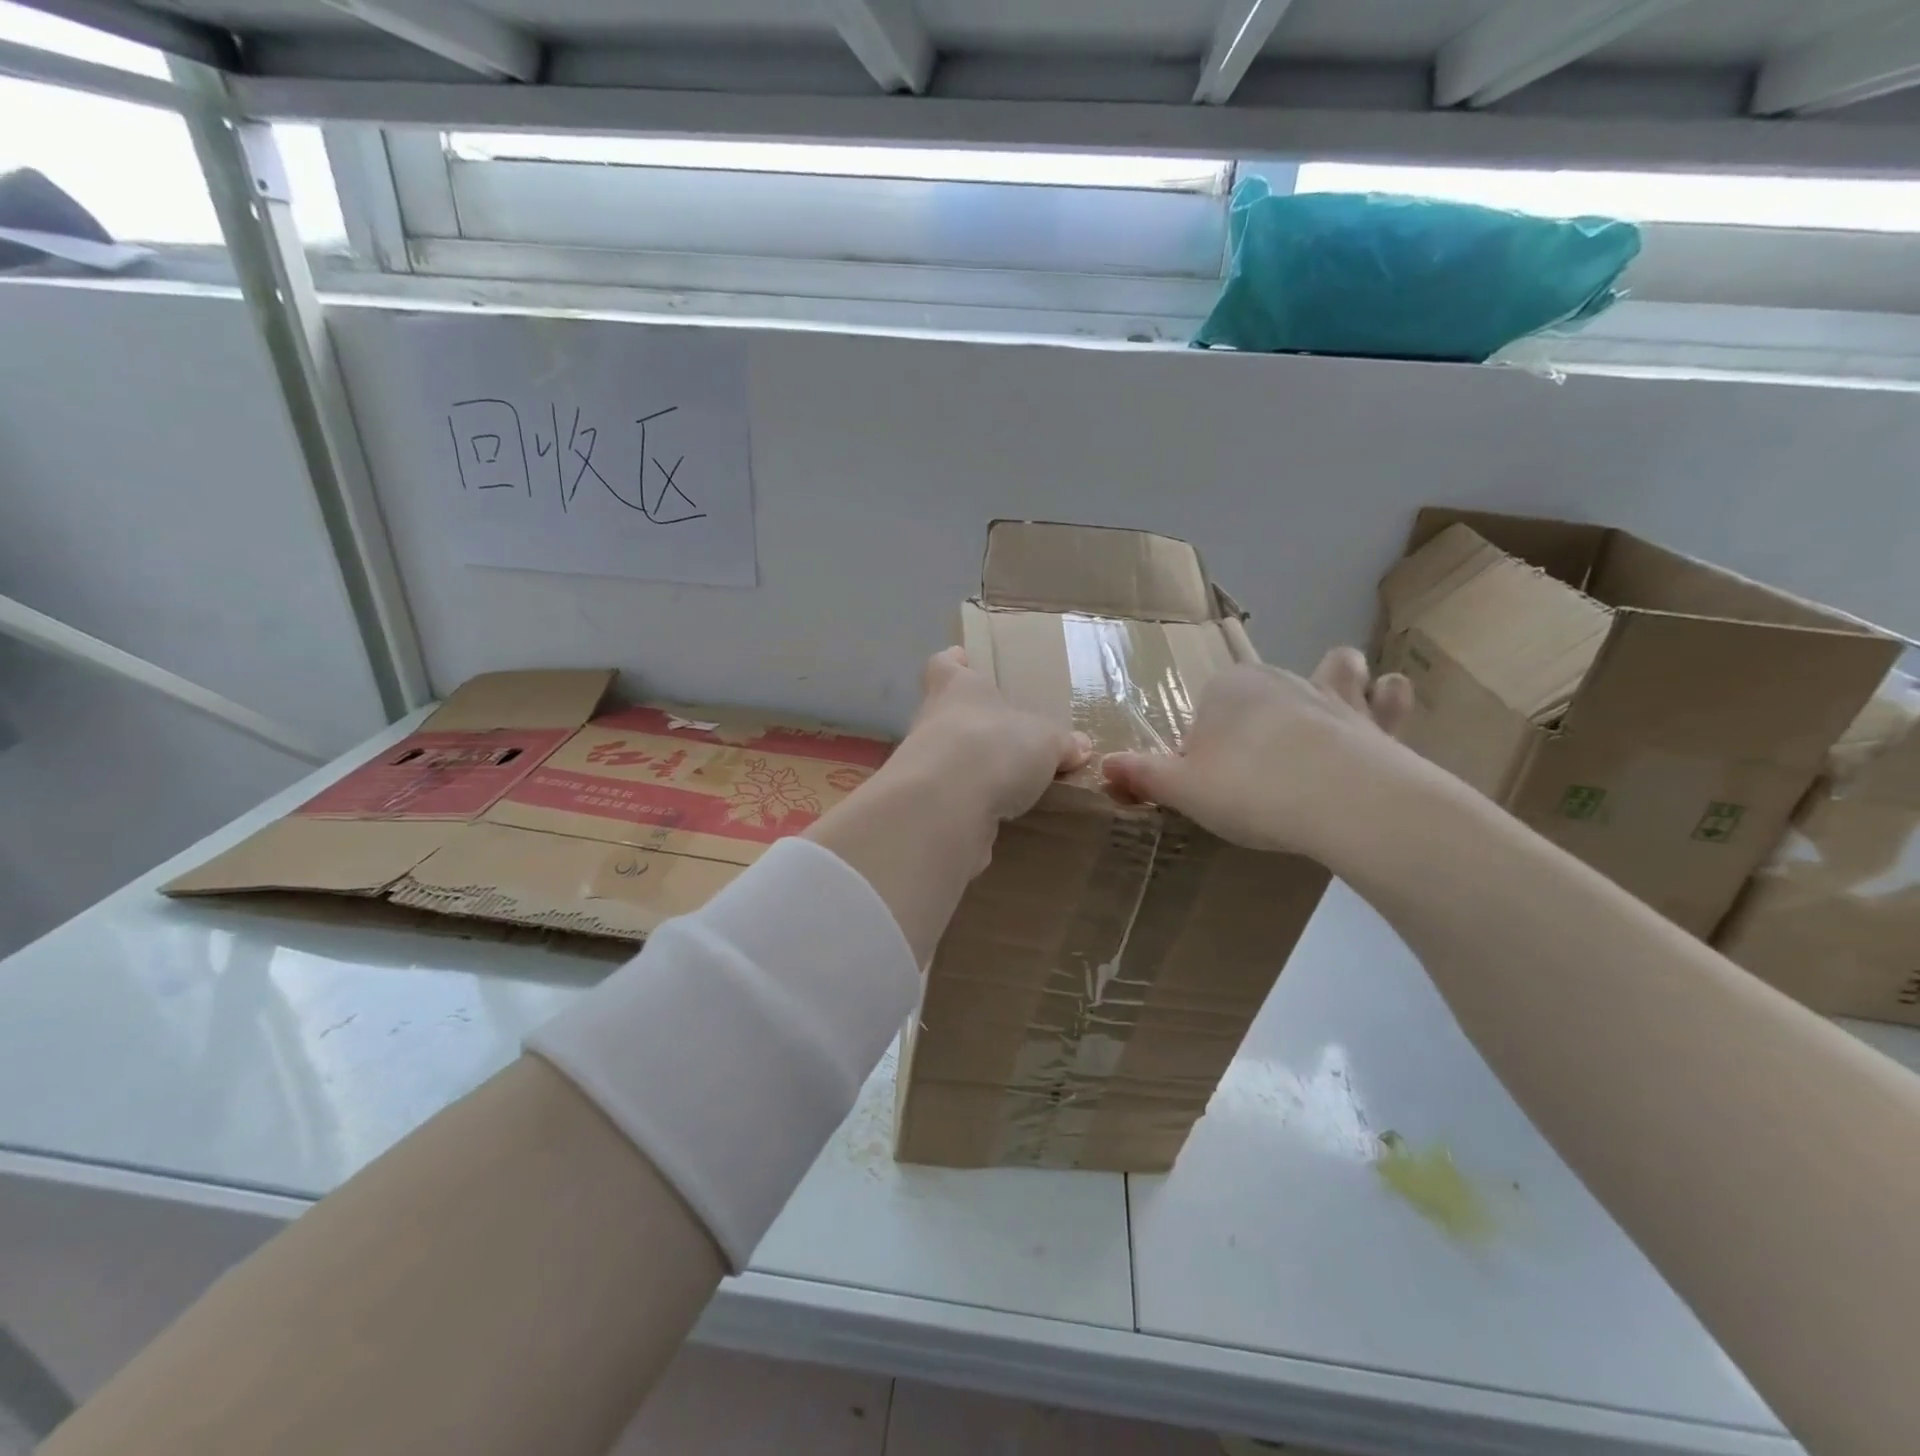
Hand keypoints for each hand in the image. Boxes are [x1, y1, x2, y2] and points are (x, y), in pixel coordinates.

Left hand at [886, 646, 1091, 822]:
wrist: (944, 806)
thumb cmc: (995, 748)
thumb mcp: (1045, 742)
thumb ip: (1060, 743)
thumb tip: (1080, 745)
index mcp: (957, 688)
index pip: (945, 665)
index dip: (954, 663)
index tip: (962, 660)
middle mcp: (931, 719)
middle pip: (943, 712)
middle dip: (968, 722)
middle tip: (999, 733)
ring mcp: (919, 763)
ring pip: (942, 756)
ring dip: (966, 765)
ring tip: (1001, 779)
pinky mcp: (921, 802)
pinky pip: (946, 795)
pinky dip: (965, 801)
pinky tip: (991, 812)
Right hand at [1102, 647, 1414, 857]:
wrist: (1342, 801)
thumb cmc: (1249, 789)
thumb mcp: (1182, 789)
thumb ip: (1143, 774)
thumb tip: (1104, 765)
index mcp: (1227, 689)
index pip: (1207, 711)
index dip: (1204, 746)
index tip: (1208, 782)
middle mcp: (1278, 679)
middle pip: (1262, 693)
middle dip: (1258, 719)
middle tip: (1254, 772)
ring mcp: (1332, 695)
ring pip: (1333, 670)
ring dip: (1332, 680)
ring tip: (1327, 708)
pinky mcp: (1377, 720)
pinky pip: (1385, 697)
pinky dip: (1384, 700)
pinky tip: (1383, 709)